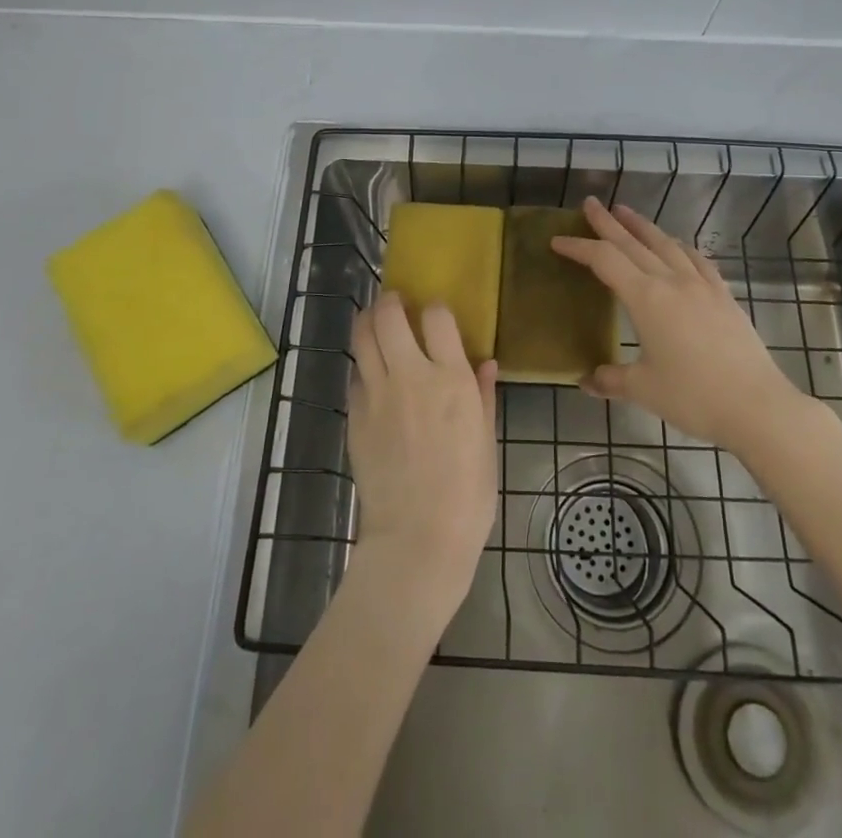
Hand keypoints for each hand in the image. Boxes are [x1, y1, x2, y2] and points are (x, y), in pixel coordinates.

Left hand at [347, 293, 498, 619]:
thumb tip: (486, 363)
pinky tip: (370, 377)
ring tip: (374, 322)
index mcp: (451, 379)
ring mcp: (377, 394)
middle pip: (389, 316)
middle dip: (390, 302)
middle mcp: (411, 376)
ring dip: (368, 322)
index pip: (437, 317)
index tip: (435, 314)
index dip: (436, 309)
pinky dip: (362, 368)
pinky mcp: (355, 416)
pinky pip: (354, 377)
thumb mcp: (486, 443)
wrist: (417, 540)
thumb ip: (483, 396)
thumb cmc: (467, 495)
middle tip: (395, 304)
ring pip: (362, 337)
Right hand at [551, 197, 812, 452]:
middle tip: (590, 204)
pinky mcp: (724, 295)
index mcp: (646, 298)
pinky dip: (678, 246)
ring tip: (626, 212)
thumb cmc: (694, 396)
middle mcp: (672, 281)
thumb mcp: (643, 390)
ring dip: (642, 226)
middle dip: (607, 222)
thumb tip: (586, 381)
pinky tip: (676, 245)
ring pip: (665, 243)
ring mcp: (701, 285)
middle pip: (633, 242)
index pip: (605, 260)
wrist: (758, 406)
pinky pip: (696, 259)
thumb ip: (611, 380)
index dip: (579, 248)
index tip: (558, 240)